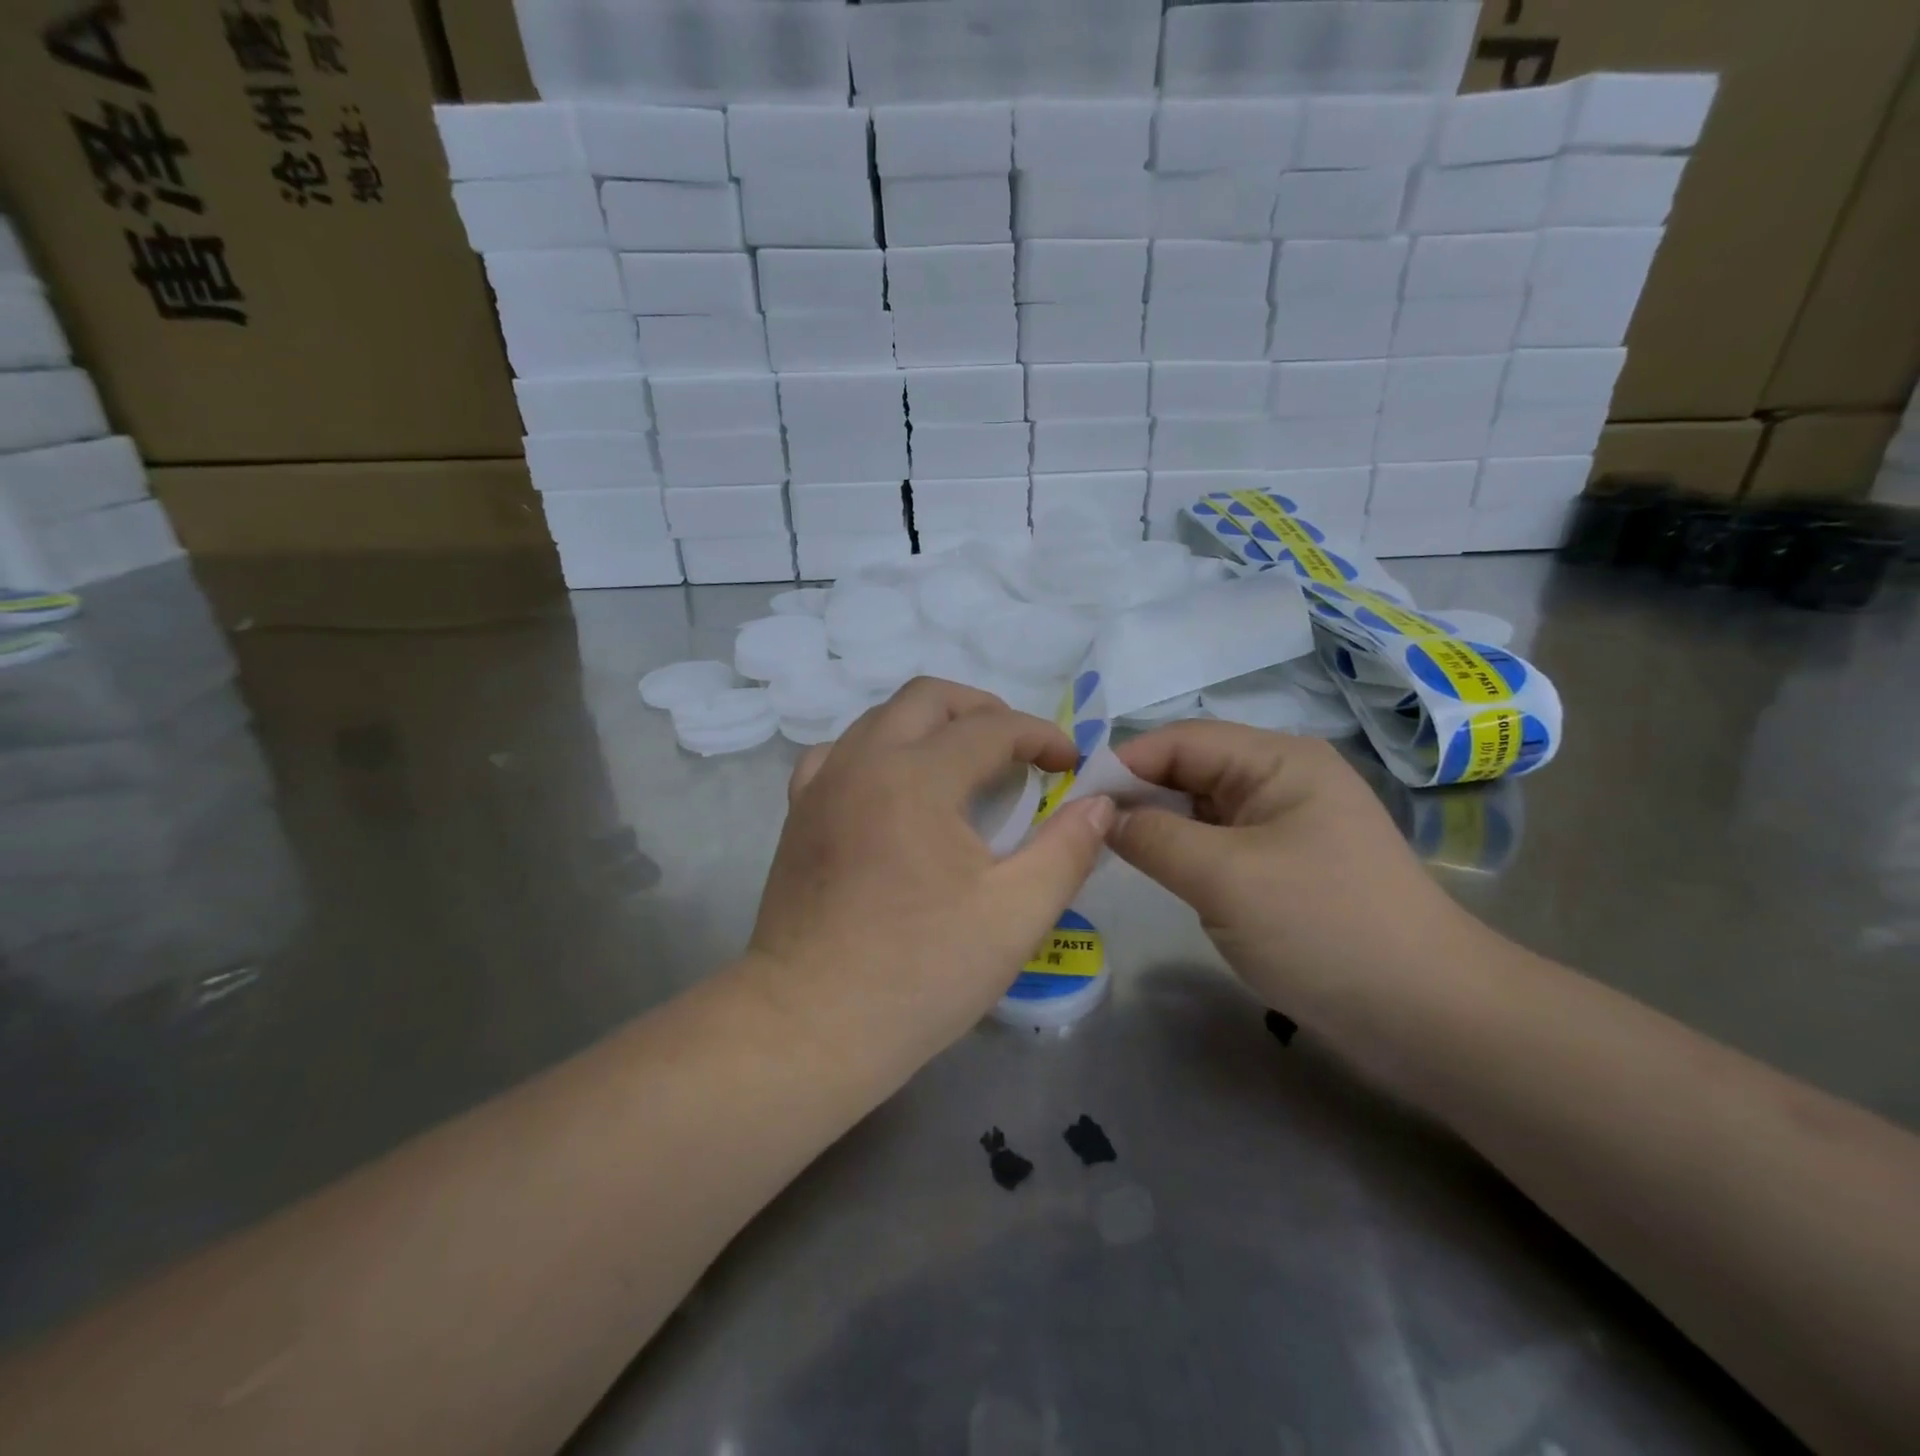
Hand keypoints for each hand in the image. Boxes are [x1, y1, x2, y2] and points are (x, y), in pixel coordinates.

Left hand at [744, 678, 1114, 1082]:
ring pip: (880, 718)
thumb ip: (1067, 849)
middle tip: (1019, 750)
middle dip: (984, 711)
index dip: (1041, 737)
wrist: (810, 1027)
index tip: (1070, 765)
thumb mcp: (1015, 915)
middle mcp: (862, 762)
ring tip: (964, 765)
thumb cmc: (920, 973)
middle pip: (928, 698)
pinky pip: (839, 754)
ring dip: (930, 725)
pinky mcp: (797, 814)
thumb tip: (1099, 803)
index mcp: (915, 778)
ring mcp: (821, 785)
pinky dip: (877, 751)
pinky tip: (893, 789)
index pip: (991, 728)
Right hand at [1109, 722, 1475, 1014]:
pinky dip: (1183, 853)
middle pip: (1189, 770)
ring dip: (1156, 826)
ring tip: (1105, 851)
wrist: (1428, 1016)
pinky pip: (1218, 843)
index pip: (1179, 741)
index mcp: (1277, 759)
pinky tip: (1155, 872)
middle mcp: (1281, 779)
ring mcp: (1285, 823)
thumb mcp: (1225, 877)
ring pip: (1200, 809)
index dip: (1121, 764)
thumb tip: (1098, 815)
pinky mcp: (1284, 864)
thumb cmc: (1324, 928)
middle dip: (1135, 795)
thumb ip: (1152, 837)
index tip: (1068, 801)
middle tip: (1077, 831)